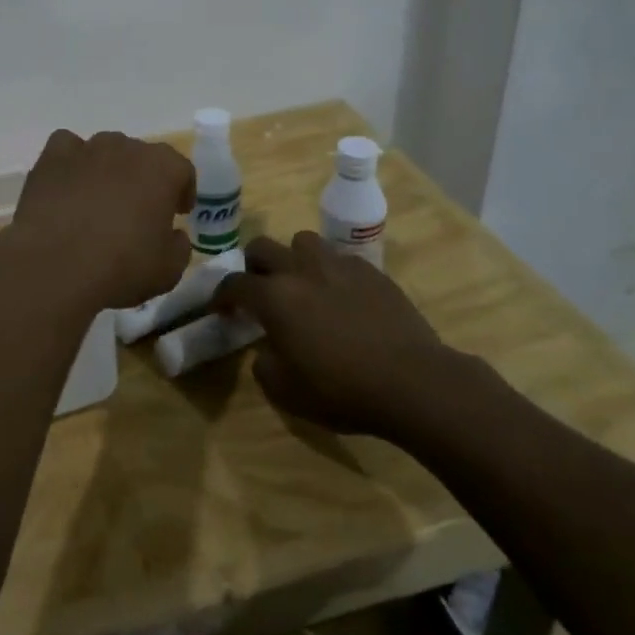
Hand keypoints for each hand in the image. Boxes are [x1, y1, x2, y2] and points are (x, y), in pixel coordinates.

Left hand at [8, 130, 195, 310]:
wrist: (55, 265)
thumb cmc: (121, 266)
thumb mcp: (169, 270)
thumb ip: (179, 246)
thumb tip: (174, 235)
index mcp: (162, 168)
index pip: (182, 170)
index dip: (182, 191)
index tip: (177, 213)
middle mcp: (125, 147)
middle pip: (141, 157)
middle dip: (143, 180)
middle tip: (137, 212)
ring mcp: (86, 148)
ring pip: (105, 150)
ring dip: (108, 170)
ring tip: (99, 202)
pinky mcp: (51, 158)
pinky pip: (67, 149)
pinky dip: (71, 163)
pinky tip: (68, 187)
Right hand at [213, 233, 458, 440]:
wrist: (413, 382)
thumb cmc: (342, 389)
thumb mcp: (286, 392)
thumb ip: (264, 364)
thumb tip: (266, 349)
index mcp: (274, 297)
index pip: (234, 284)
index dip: (221, 295)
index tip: (221, 308)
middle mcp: (301, 270)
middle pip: (262, 247)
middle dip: (252, 266)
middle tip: (259, 290)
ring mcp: (338, 266)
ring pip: (303, 242)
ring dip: (293, 258)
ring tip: (302, 284)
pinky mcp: (371, 271)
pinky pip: (339, 258)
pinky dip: (330, 271)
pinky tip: (341, 296)